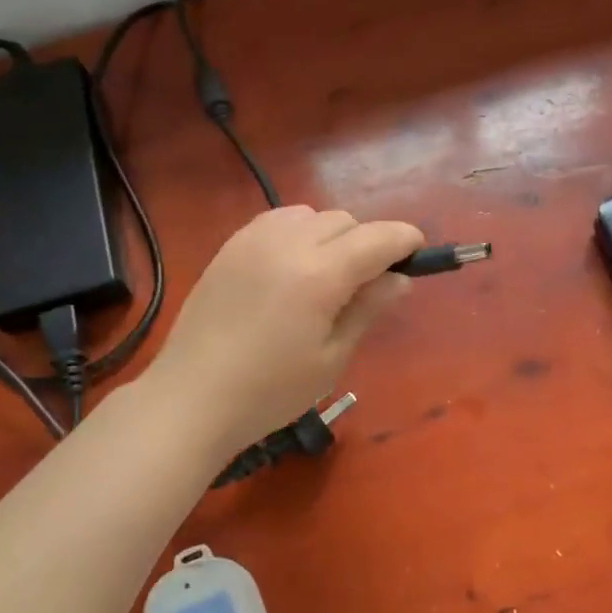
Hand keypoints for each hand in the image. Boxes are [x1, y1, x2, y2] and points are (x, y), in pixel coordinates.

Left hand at [148, 207, 423, 455]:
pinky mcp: (229, 247)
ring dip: (331, 235)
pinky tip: (291, 268)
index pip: (378, 238)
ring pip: (310, 215)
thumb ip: (368, 310)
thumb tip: (399, 279)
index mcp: (320, 274)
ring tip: (326, 275)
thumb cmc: (270, 391)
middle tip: (368, 284)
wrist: (192, 397)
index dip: (406, 241)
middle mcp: (288, 243)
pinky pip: (277, 221)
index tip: (418, 255)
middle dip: (368, 242)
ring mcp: (253, 240)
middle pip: (345, 220)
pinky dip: (297, 233)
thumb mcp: (331, 358)